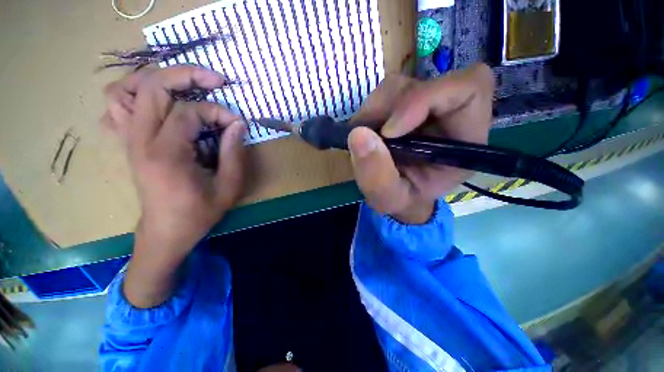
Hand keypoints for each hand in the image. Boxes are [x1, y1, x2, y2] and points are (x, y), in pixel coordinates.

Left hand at [102, 66, 245, 306]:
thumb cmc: (199, 213)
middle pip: (152, 86)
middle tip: (215, 81)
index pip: (190, 113)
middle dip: (187, 75)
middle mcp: (140, 140)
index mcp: (166, 154)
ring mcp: (128, 140)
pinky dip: (136, 95)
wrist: (165, 232)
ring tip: (184, 86)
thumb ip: (234, 153)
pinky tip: (159, 103)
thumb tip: (238, 124)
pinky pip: (118, 106)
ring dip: (156, 79)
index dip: (218, 112)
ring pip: (126, 90)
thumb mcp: (228, 187)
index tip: (236, 124)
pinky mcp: (127, 143)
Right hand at [348, 64, 494, 223]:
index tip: (388, 132)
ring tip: (365, 140)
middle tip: (366, 136)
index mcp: (464, 140)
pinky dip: (368, 114)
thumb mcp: (389, 199)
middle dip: (386, 109)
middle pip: (423, 83)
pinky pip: (384, 95)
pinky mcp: (404, 105)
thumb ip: (377, 176)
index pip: (467, 90)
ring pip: (398, 86)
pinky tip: (366, 134)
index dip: (424, 100)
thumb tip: (358, 134)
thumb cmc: (403, 199)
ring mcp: (424, 107)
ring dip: (373, 112)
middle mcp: (449, 116)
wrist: (398, 194)